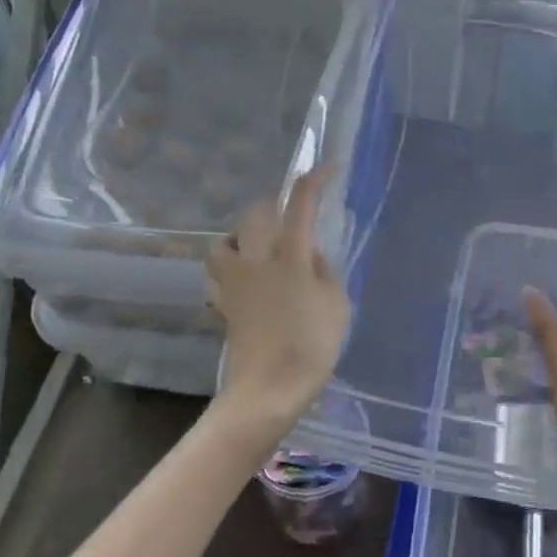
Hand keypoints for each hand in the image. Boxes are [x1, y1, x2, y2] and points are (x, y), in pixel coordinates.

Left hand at [207, 163, 350, 426]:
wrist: (268, 388)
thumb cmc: (311, 346)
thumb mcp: (337, 305)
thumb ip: (325, 272)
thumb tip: (312, 255)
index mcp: (291, 255)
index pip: (301, 204)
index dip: (314, 180)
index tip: (328, 169)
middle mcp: (257, 259)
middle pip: (256, 213)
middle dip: (275, 206)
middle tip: (293, 217)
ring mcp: (235, 281)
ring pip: (226, 240)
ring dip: (243, 235)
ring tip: (261, 247)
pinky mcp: (223, 302)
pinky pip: (218, 272)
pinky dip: (229, 266)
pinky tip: (244, 278)